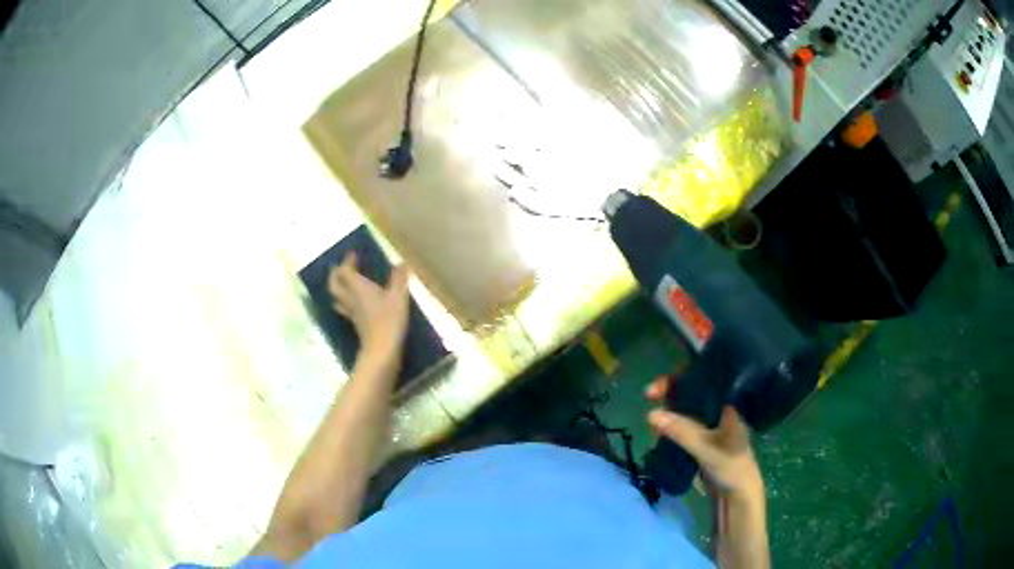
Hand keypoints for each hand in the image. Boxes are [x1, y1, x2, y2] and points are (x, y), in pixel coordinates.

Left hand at [327, 253, 410, 366]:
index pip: (344, 270)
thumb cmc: (389, 320)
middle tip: (344, 268)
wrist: (382, 350)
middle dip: (336, 274)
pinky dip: (347, 302)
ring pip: (337, 297)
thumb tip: (401, 263)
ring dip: (339, 288)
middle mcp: (350, 298)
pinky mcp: (356, 324)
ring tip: (347, 283)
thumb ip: (399, 279)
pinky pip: (345, 308)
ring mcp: (351, 313)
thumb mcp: (398, 296)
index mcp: (358, 287)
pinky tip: (357, 303)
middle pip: (334, 284)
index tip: (354, 254)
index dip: (347, 261)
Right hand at [645, 377, 763, 499]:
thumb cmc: (732, 466)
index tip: (663, 383)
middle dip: (670, 390)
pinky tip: (658, 429)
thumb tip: (651, 414)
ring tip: (651, 415)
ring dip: (668, 407)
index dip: (683, 375)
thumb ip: (682, 431)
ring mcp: (710, 423)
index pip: (705, 377)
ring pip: (686, 407)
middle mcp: (719, 408)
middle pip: (692, 390)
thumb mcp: (707, 448)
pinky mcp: (701, 437)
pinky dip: (670, 424)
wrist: (737, 495)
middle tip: (649, 394)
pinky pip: (683, 424)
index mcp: (729, 402)